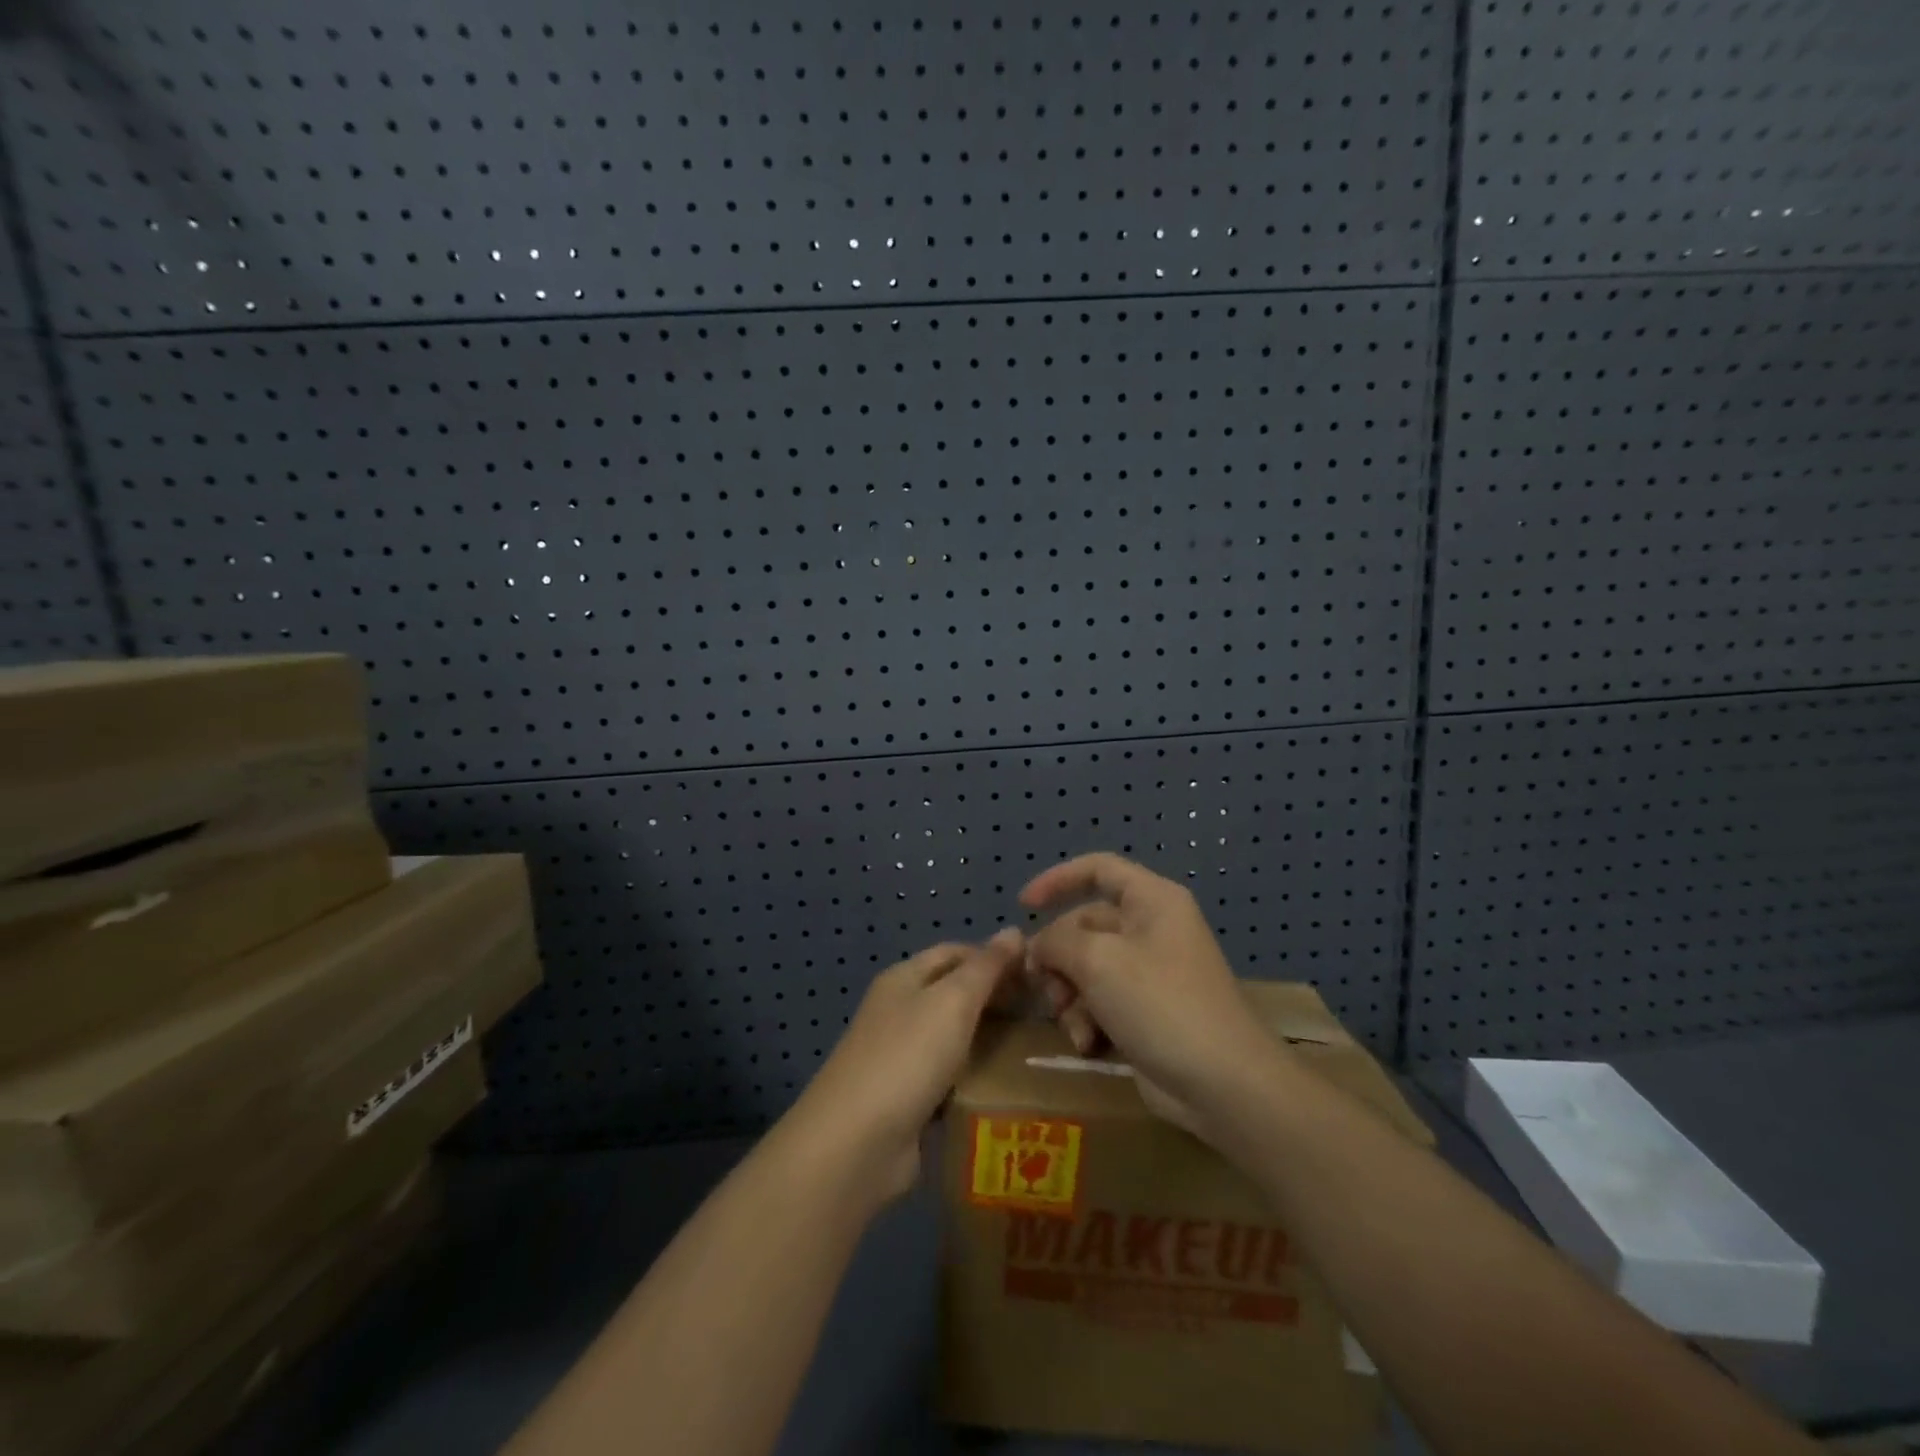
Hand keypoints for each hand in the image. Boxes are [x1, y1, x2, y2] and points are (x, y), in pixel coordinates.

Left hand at [784, 930, 1023, 1206]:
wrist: (856, 1144)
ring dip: (992, 1041)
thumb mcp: (952, 1002)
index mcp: (904, 978)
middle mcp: (901, 1011)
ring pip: (957, 1038)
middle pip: (956, 993)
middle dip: (997, 999)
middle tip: (1045, 1013)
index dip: (995, 957)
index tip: (1038, 974)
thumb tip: (1014, 930)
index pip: (956, 952)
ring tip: (1039, 1050)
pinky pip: (952, 1079)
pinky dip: (977, 1080)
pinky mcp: (910, 1100)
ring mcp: (903, 1057)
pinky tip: (1010, 1087)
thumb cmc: (907, 1057)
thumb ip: (986, 967)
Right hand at [1021, 853, 1287, 1142]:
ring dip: (1070, 996)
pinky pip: (1101, 1001)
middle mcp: (1152, 929)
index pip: (1098, 868)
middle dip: (1059, 958)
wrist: (1223, 1083)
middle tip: (1044, 987)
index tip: (1023, 906)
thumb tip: (1038, 947)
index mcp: (1152, 900)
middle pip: (1085, 926)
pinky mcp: (1146, 1012)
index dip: (1057, 880)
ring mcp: (1150, 973)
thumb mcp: (1098, 961)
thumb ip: (1056, 941)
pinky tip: (1088, 1044)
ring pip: (1087, 968)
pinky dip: (1088, 1019)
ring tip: (1072, 1024)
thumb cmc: (1161, 1003)